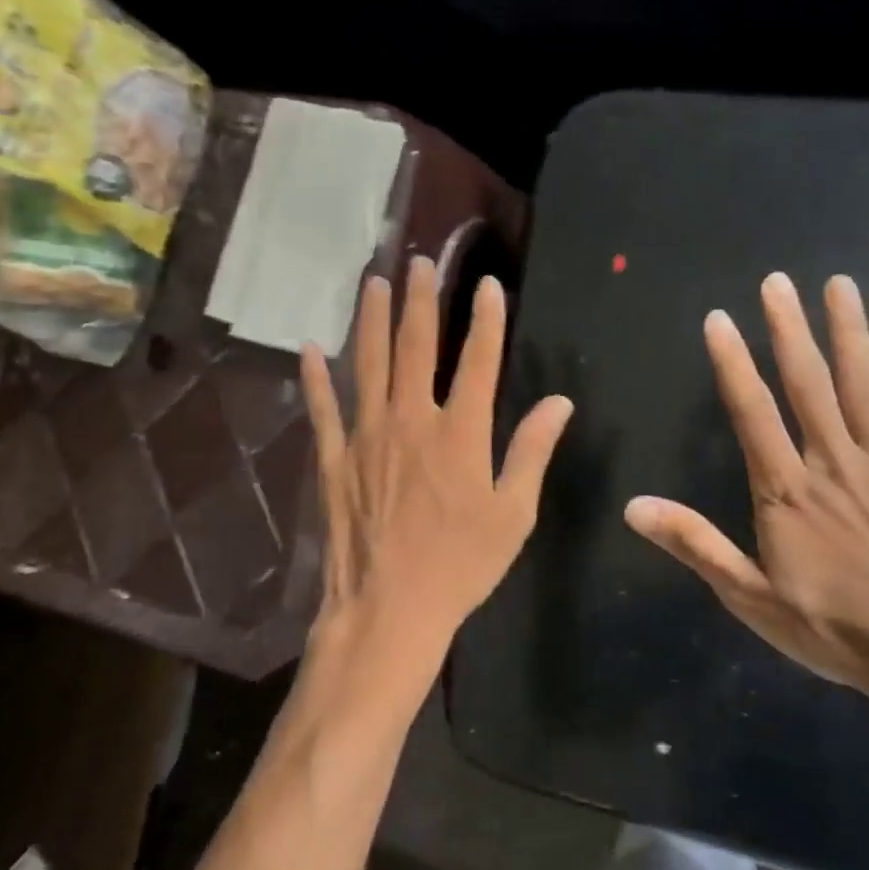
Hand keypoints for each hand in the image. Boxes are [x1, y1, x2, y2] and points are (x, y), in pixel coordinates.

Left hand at [298, 257, 573, 724]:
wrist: (389, 609)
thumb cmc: (460, 566)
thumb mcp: (513, 515)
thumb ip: (531, 452)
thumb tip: (559, 402)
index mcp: (461, 434)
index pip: (480, 361)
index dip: (487, 319)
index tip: (487, 284)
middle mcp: (412, 420)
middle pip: (417, 347)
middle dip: (422, 301)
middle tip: (419, 261)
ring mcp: (367, 436)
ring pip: (369, 363)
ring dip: (372, 319)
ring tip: (373, 280)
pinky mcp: (333, 458)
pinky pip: (323, 408)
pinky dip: (314, 377)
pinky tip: (309, 347)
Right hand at [624, 274, 868, 720]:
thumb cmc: (839, 630)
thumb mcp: (751, 597)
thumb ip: (696, 544)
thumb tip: (634, 506)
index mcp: (788, 490)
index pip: (753, 412)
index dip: (733, 363)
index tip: (720, 318)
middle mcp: (836, 464)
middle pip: (810, 385)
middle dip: (790, 330)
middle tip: (778, 281)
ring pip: (867, 390)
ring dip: (852, 336)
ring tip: (841, 288)